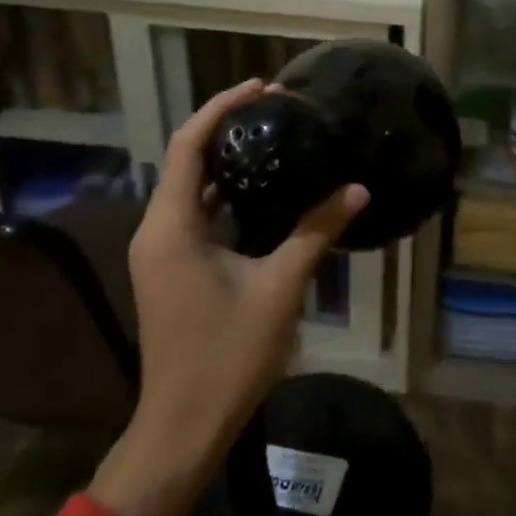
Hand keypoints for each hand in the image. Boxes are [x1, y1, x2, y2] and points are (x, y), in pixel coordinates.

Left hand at [89, 79, 367, 515]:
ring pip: (191, 187)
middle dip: (228, 127)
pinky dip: (226, 192)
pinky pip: (197, 213)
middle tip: (276, 107)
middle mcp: (158, 231)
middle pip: (187, 159)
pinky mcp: (174, 268)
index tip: (262, 87)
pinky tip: (264, 188)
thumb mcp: (280, 287)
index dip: (222, 109)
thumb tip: (357, 188)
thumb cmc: (227, 356)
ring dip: (227, 159)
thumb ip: (317, 231)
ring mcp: (163, 252)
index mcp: (172, 227)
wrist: (183, 428)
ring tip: (274, 136)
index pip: (189, 146)